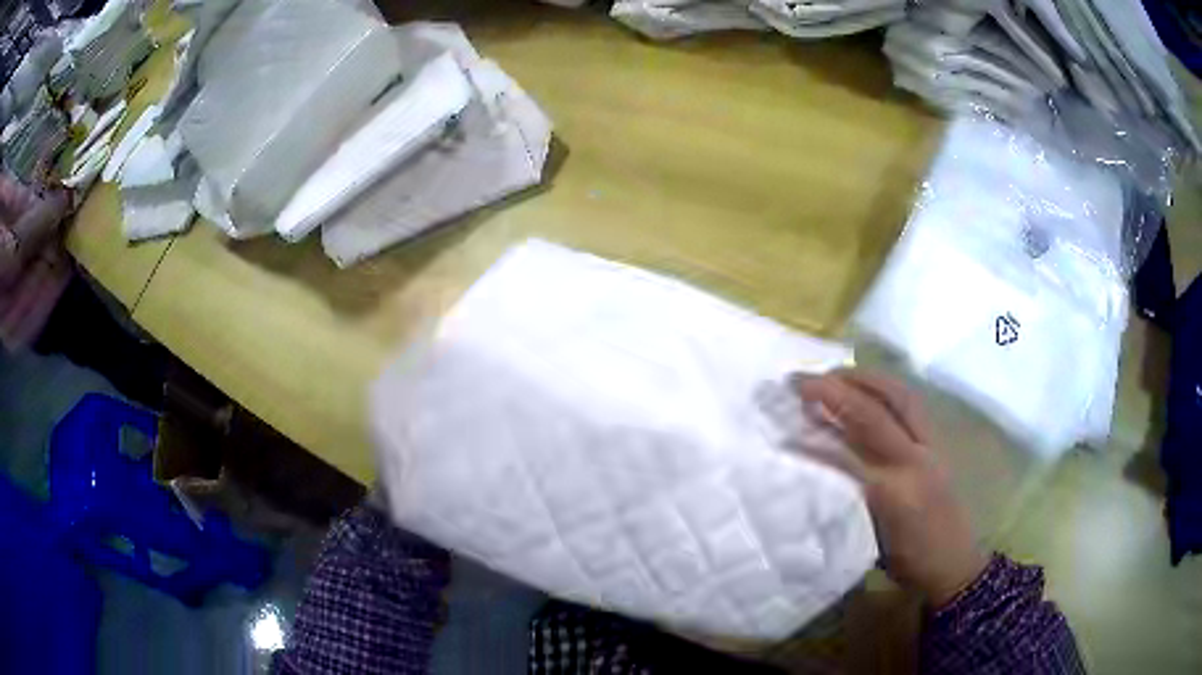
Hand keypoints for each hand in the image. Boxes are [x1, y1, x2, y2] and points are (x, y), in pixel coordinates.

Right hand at [793, 369, 986, 607]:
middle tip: (804, 381)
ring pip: (899, 396)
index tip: (783, 428)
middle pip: (876, 410)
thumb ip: (848, 504)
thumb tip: (816, 473)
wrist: (955, 564)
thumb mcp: (871, 542)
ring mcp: (931, 446)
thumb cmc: (909, 562)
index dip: (813, 437)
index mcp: (895, 491)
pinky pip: (910, 404)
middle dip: (838, 388)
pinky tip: (869, 389)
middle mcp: (915, 459)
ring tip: (835, 374)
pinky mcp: (938, 443)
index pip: (847, 453)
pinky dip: (886, 389)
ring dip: (865, 379)